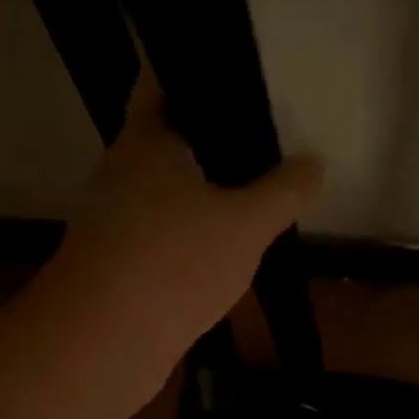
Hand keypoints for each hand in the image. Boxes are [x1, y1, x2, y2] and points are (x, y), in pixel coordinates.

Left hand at [52, 75, 320, 395]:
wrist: (104, 344)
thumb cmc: (174, 262)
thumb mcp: (246, 224)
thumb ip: (283, 192)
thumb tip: (314, 164)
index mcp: (144, 141)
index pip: (162, 82)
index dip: (198, 74)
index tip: (237, 80)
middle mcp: (119, 175)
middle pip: (165, 144)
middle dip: (208, 146)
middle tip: (260, 149)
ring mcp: (111, 225)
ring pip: (162, 198)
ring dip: (198, 201)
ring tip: (249, 203)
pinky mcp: (113, 270)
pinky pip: (157, 242)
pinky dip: (186, 243)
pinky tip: (219, 258)